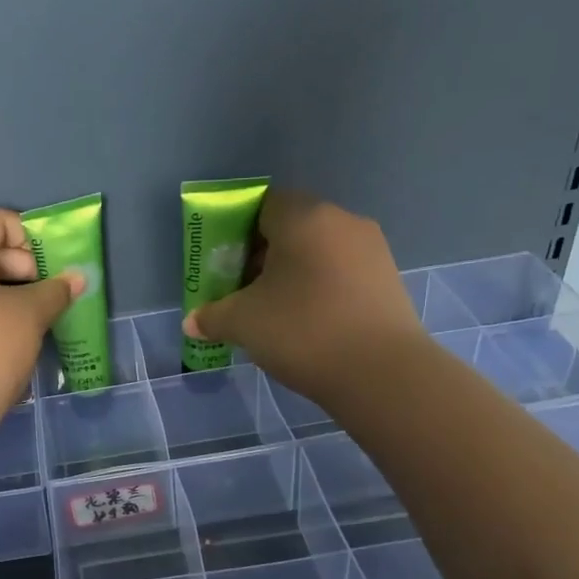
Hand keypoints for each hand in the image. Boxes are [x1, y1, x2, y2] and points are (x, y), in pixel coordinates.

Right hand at [182, 188, 421, 403]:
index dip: (238, 230)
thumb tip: (191, 323)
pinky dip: (320, 287)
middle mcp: (341, 222)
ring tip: (274, 310)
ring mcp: (371, 250)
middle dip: (263, 254)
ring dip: (292, 273)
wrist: (382, 374)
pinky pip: (341, 272)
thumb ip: (212, 316)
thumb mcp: (243, 323)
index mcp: (303, 218)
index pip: (263, 204)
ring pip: (318, 250)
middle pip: (291, 227)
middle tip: (243, 289)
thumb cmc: (303, 331)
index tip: (225, 263)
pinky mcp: (388, 279)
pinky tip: (307, 322)